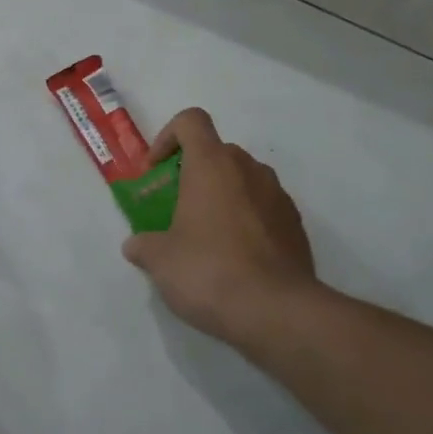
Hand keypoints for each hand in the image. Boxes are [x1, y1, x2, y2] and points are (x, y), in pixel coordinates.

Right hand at [121, 109, 322, 347]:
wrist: (277, 312)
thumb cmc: (208, 271)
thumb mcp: (159, 261)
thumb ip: (143, 244)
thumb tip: (136, 245)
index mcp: (212, 165)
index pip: (191, 121)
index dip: (167, 137)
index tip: (156, 170)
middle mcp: (249, 170)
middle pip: (217, 152)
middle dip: (193, 173)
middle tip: (175, 208)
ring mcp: (278, 197)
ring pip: (243, 180)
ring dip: (221, 196)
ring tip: (205, 236)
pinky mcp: (296, 226)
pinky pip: (263, 208)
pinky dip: (246, 220)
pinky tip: (234, 258)